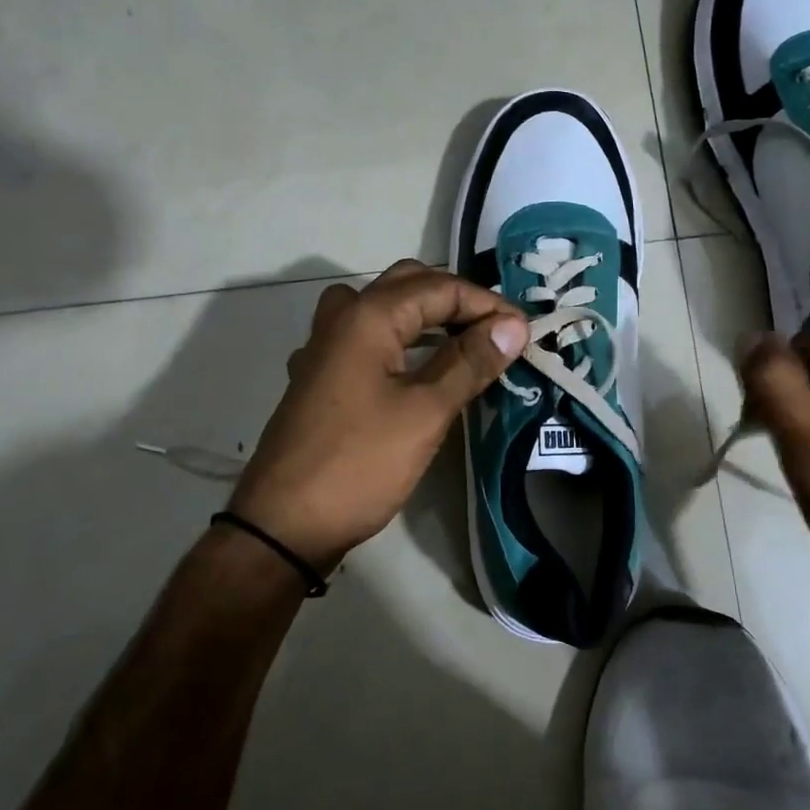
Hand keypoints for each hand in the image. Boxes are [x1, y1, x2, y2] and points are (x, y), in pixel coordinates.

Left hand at [228, 260, 526, 570]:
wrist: (284, 525)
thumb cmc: (360, 463)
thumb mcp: (426, 412)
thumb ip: (469, 362)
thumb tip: (513, 326)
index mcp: (367, 316)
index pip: (440, 287)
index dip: (487, 304)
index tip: (524, 332)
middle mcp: (341, 319)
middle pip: (407, 284)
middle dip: (456, 299)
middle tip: (494, 331)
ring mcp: (324, 349)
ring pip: (381, 307)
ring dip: (424, 313)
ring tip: (461, 340)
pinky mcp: (319, 378)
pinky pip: (364, 337)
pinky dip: (398, 338)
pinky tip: (412, 367)